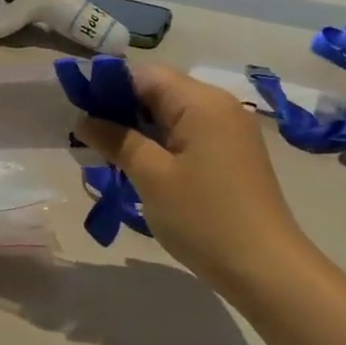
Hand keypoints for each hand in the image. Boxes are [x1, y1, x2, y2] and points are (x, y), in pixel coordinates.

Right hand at [73, 63, 311, 292]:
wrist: (267, 270)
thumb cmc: (204, 217)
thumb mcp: (150, 176)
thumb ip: (116, 140)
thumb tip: (84, 120)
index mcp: (201, 102)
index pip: (144, 74)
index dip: (108, 86)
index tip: (78, 111)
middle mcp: (219, 106)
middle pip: (159, 91)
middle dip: (120, 109)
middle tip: (87, 137)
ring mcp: (229, 132)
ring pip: (171, 115)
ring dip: (137, 129)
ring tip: (106, 154)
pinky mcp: (231, 155)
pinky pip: (186, 135)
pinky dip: (159, 144)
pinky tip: (138, 167)